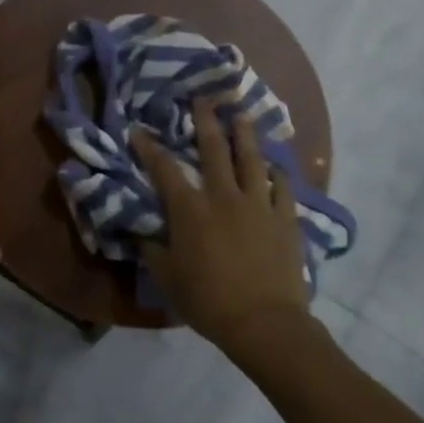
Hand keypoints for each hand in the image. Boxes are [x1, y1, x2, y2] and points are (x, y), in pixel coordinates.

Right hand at [134, 102, 311, 356]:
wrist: (264, 323)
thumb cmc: (208, 301)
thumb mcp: (167, 277)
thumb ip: (152, 249)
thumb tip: (141, 232)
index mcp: (189, 209)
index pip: (163, 169)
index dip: (148, 147)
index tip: (139, 129)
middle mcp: (223, 196)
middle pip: (213, 149)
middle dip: (206, 121)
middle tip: (203, 99)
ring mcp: (257, 204)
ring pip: (251, 159)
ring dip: (245, 134)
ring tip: (242, 115)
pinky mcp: (284, 218)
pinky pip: (282, 187)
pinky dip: (277, 173)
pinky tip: (274, 167)